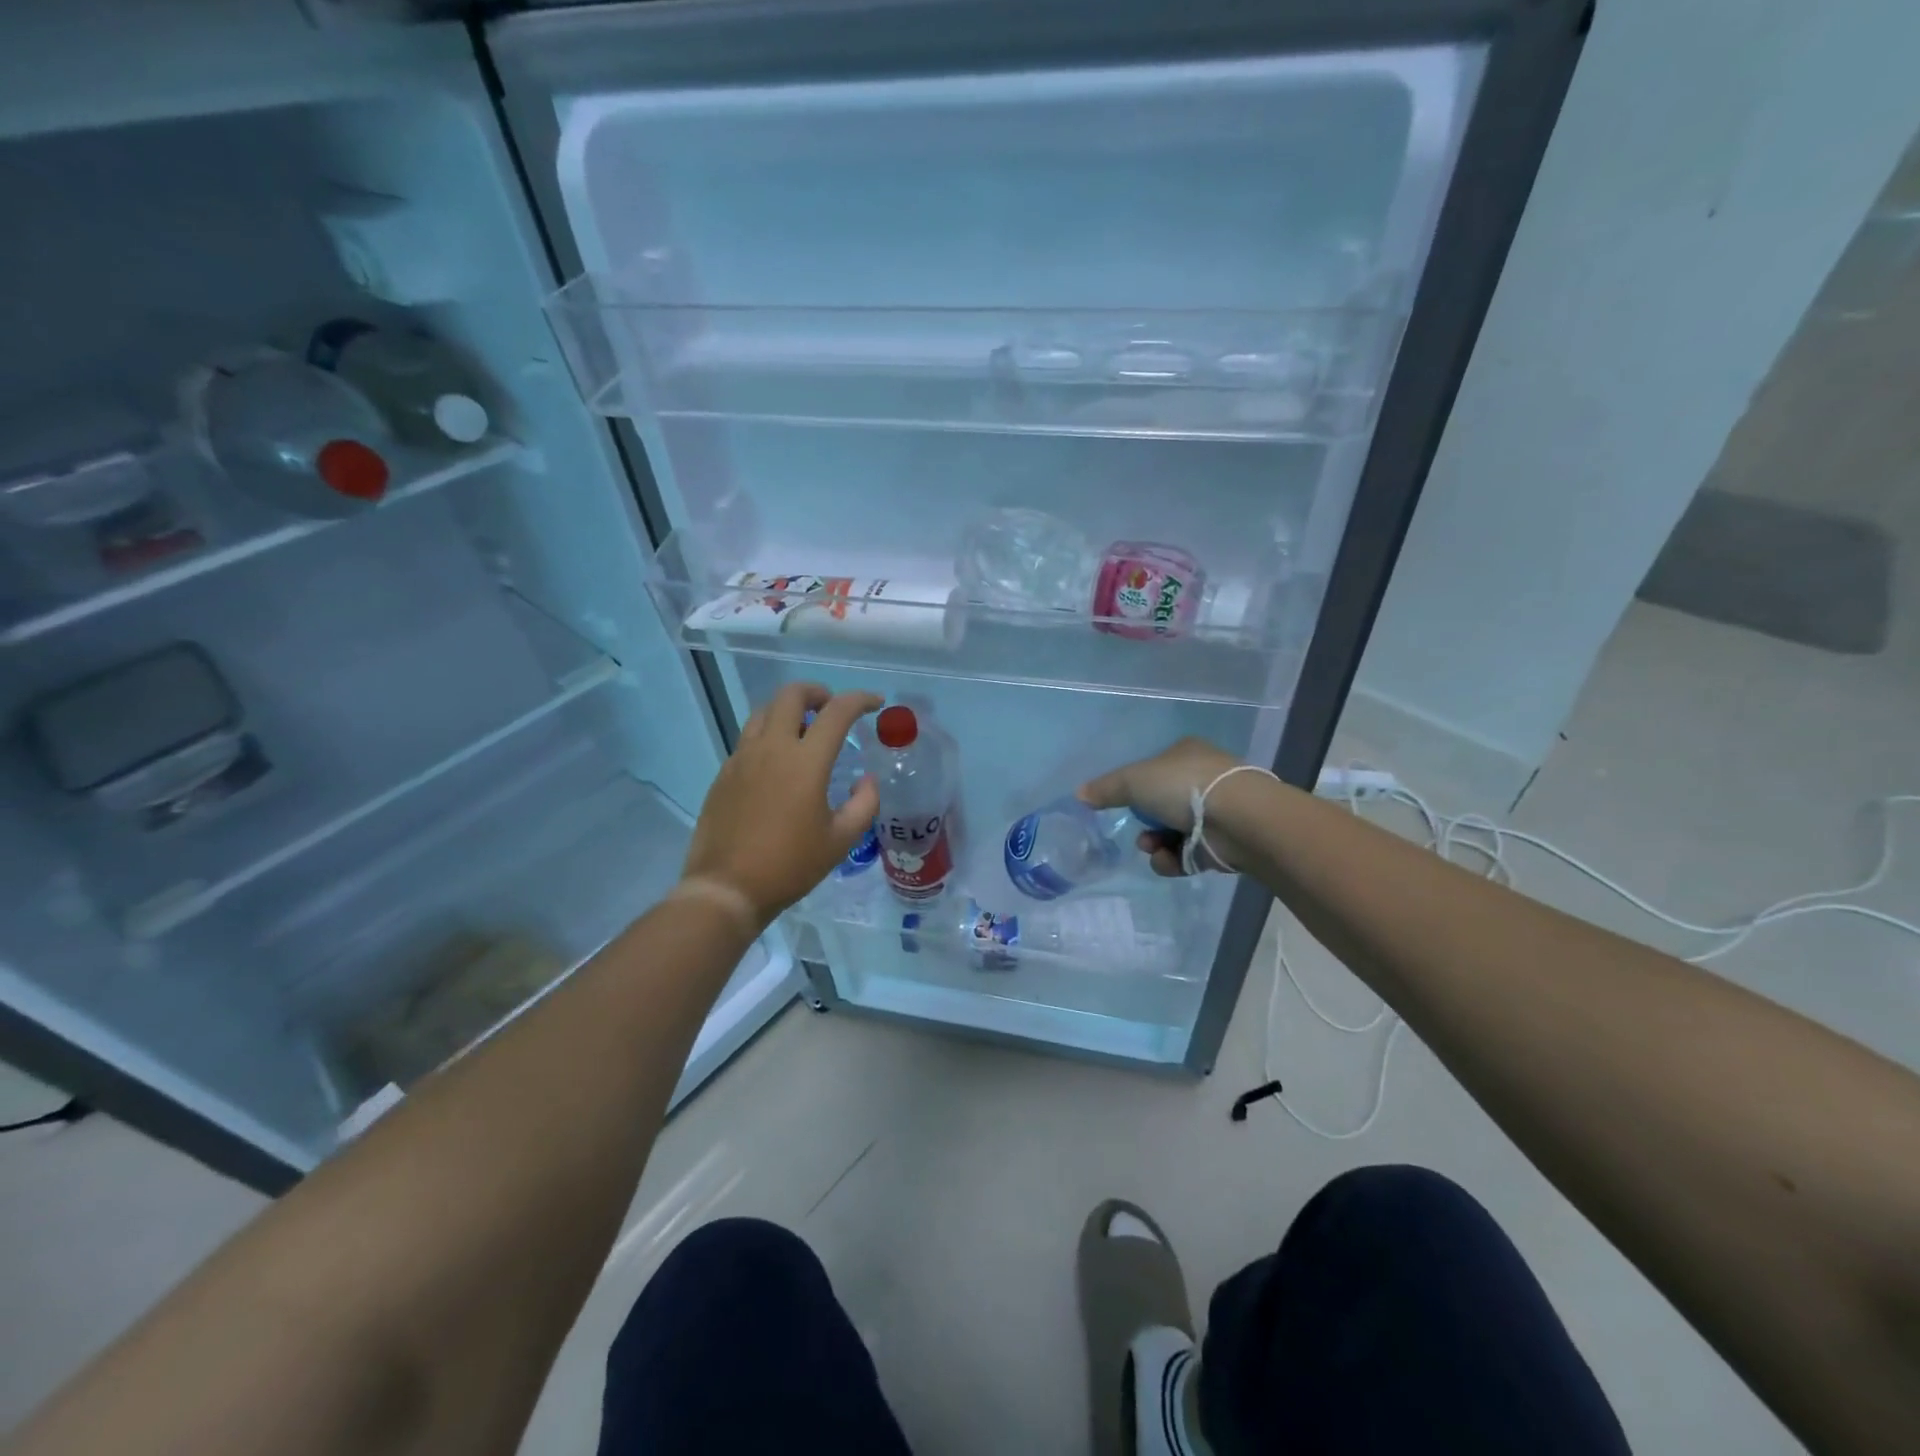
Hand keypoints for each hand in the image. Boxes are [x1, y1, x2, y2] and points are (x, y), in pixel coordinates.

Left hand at [683, 683, 883, 924]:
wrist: (727, 888)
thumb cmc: (790, 865)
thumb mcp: (841, 840)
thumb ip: (864, 803)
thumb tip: (865, 779)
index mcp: (805, 761)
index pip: (837, 712)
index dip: (860, 700)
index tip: (875, 703)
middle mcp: (771, 748)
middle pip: (791, 695)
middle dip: (817, 692)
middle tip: (831, 709)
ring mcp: (742, 758)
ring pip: (764, 712)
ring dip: (788, 711)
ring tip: (804, 732)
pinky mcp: (724, 773)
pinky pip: (748, 738)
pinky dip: (768, 735)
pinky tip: (777, 763)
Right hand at [1078, 737, 1245, 875]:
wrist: (1239, 819)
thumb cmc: (1183, 786)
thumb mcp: (1133, 781)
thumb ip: (1105, 789)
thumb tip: (1079, 795)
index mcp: (1185, 754)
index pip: (1153, 769)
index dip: (1135, 787)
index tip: (1122, 803)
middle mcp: (1202, 779)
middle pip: (1160, 805)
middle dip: (1144, 824)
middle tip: (1139, 833)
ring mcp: (1215, 812)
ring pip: (1171, 832)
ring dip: (1155, 844)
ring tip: (1153, 848)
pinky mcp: (1222, 843)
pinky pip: (1187, 854)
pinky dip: (1174, 860)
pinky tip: (1171, 860)